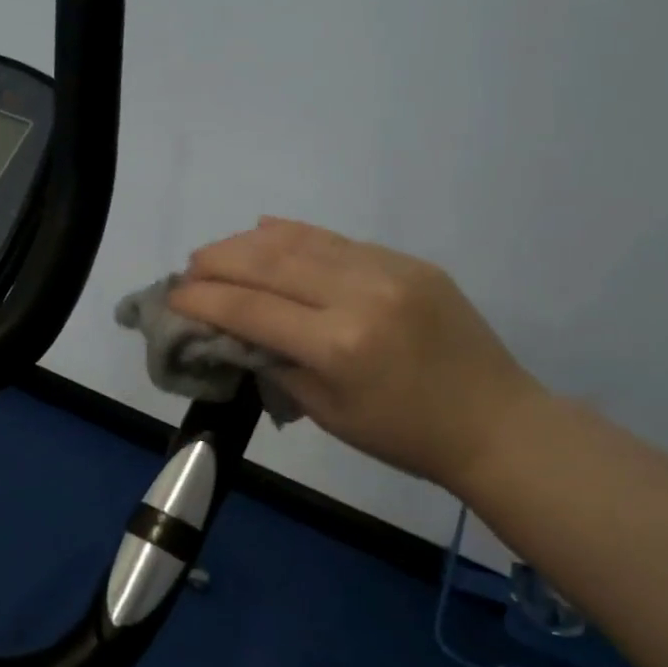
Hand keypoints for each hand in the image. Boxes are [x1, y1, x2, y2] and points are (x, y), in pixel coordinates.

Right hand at [170, 218, 544, 489]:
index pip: (252, 309)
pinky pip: (338, 239)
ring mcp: (388, 269)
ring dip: (249, 242)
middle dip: (219, 261)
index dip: (205, 301)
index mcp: (340, 345)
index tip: (173, 297)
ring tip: (217, 250)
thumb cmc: (405, 436)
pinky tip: (266, 230)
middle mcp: (360, 294)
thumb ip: (277, 365)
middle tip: (189, 268)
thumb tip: (236, 331)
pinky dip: (295, 234)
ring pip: (301, 242)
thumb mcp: (329, 414)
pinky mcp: (408, 260)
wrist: (494, 421)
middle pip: (270, 263)